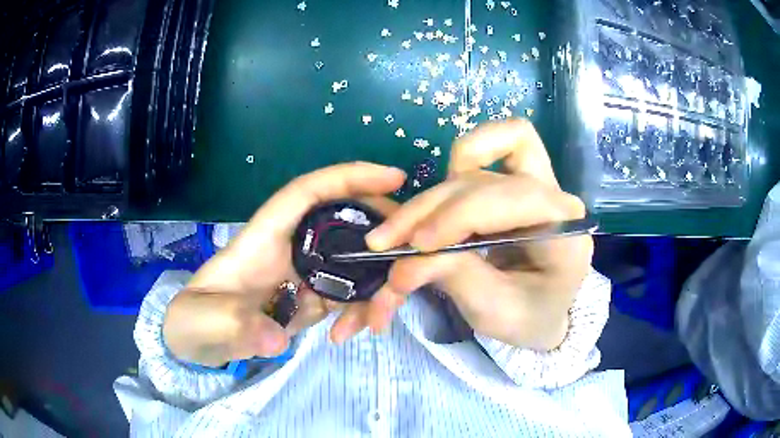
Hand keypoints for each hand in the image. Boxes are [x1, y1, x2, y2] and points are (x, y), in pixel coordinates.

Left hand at [162, 163, 405, 366]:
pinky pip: (349, 293)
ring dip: (376, 285)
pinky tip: (354, 334)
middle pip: (346, 221)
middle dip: (382, 232)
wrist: (198, 341)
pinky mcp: (312, 297)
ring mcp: (305, 272)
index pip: (309, 192)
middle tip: (410, 261)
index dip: (349, 178)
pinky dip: (362, 309)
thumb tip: (275, 338)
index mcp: (264, 236)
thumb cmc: (195, 319)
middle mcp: (291, 247)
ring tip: (376, 323)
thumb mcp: (204, 322)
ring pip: (355, 261)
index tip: (394, 178)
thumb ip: (234, 325)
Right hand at [332, 120, 592, 349]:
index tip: (416, 245)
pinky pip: (499, 142)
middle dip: (433, 207)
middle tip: (388, 241)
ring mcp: (541, 183)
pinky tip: (442, 196)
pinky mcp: (522, 178)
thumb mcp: (493, 312)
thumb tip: (402, 263)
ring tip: (399, 229)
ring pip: (483, 160)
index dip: (460, 215)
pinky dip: (463, 159)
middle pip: (489, 179)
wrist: (545, 310)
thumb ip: (455, 279)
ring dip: (434, 194)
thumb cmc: (527, 317)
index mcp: (566, 235)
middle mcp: (558, 199)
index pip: (516, 200)